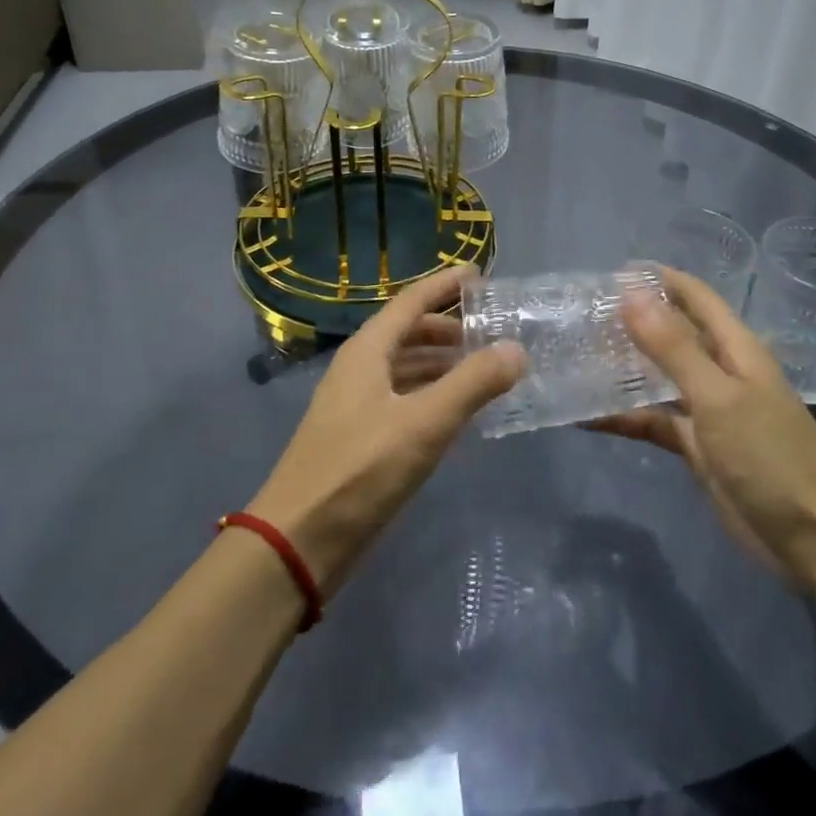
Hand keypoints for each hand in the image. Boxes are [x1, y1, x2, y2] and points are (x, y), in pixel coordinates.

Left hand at [248, 267, 524, 594]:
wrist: (298, 542)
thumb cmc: (360, 470)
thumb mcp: (424, 424)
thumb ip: (473, 383)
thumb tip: (516, 349)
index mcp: (367, 351)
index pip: (411, 301)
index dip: (444, 285)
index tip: (479, 274)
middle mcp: (358, 368)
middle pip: (407, 333)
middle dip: (448, 327)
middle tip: (490, 331)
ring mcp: (355, 404)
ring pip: (404, 367)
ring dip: (440, 362)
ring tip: (482, 368)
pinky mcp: (358, 437)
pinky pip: (401, 398)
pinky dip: (430, 394)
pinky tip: (454, 412)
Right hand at [591, 267, 815, 585]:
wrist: (811, 538)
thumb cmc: (770, 455)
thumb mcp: (719, 396)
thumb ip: (673, 347)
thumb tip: (630, 293)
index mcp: (735, 348)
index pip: (695, 297)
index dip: (660, 279)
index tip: (611, 272)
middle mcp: (720, 371)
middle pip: (672, 334)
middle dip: (632, 320)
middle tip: (582, 314)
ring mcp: (707, 410)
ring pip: (658, 377)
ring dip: (623, 366)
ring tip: (575, 354)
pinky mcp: (695, 446)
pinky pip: (653, 421)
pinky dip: (623, 416)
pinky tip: (584, 415)